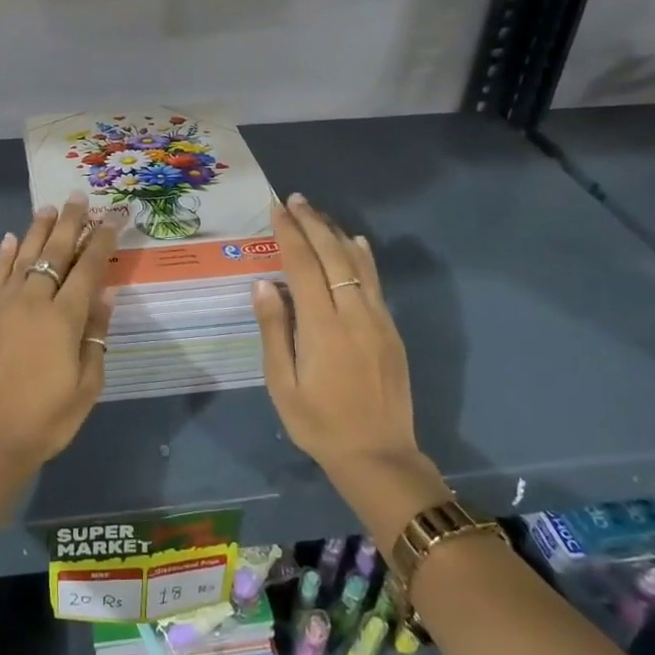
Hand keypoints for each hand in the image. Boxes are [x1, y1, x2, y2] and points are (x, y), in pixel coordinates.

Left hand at [0, 195, 118, 477]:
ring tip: (49, 208)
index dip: (102, 241)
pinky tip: (12, 238)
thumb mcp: (86, 387)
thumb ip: (95, 337)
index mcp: (64, 319)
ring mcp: (3, 305)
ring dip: (39, 230)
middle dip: (71, 223)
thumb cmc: (44, 421)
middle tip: (80, 198)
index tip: (113, 217)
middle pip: (55, 252)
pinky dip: (5, 254)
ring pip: (24, 256)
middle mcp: (33, 301)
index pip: (88, 269)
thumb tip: (104, 295)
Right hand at [253, 194, 422, 482]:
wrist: (379, 455)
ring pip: (358, 264)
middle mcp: (354, 313)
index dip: (289, 234)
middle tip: (295, 199)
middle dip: (312, 224)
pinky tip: (355, 243)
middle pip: (333, 256)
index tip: (277, 209)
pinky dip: (362, 258)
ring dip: (336, 234)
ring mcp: (378, 320)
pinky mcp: (391, 330)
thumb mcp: (282, 384)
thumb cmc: (319, 423)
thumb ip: (274, 330)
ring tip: (317, 213)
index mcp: (323, 326)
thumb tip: (263, 284)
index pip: (303, 266)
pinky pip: (376, 283)